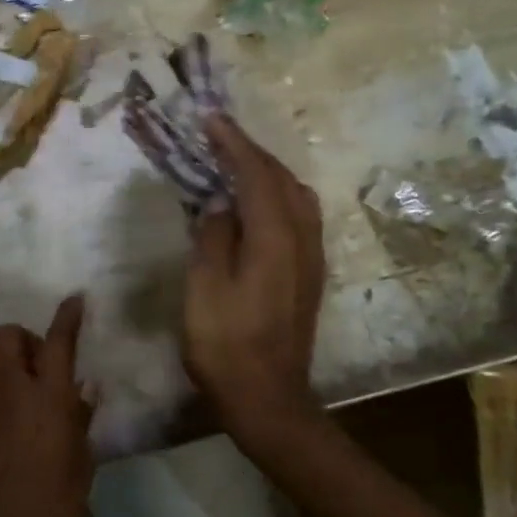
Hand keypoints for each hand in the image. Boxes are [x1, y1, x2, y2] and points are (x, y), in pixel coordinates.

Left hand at [0, 295, 93, 516]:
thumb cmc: (50, 503)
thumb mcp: (81, 464)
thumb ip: (80, 420)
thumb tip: (84, 387)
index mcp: (49, 395)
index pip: (59, 341)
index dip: (67, 316)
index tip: (73, 299)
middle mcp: (11, 387)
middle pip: (7, 334)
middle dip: (21, 340)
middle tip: (33, 367)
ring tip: (4, 390)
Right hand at [183, 116, 324, 432]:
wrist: (267, 397)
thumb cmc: (226, 344)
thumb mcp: (205, 288)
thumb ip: (213, 236)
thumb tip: (221, 202)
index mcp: (275, 238)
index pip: (256, 175)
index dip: (233, 144)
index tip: (210, 118)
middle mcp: (302, 239)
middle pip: (282, 179)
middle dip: (251, 152)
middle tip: (219, 135)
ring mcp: (311, 258)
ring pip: (296, 196)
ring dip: (266, 172)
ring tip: (235, 162)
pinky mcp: (309, 274)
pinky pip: (298, 216)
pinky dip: (275, 195)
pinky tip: (256, 203)